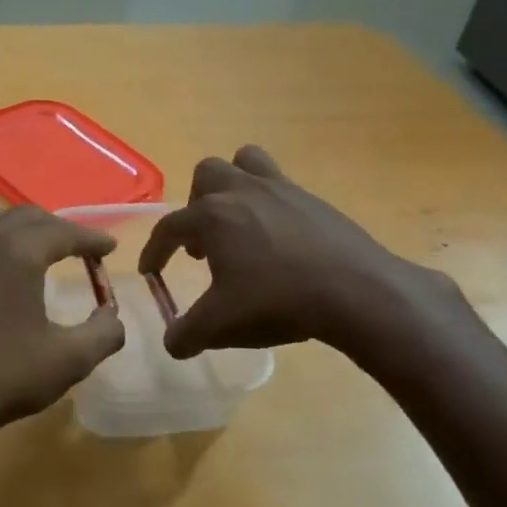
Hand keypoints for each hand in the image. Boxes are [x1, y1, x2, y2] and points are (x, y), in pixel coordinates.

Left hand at [0, 201, 126, 460]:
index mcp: (17, 252)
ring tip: (27, 245)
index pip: (62, 232)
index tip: (109, 247)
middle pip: (25, 216)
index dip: (91, 238)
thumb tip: (112, 317)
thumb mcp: (66, 362)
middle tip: (78, 249)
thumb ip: (102, 334)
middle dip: (57, 228)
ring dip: (10, 220)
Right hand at [139, 146, 465, 373]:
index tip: (152, 272)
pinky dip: (270, 204)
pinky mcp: (314, 199)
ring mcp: (281, 189)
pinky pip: (282, 185)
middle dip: (197, 206)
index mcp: (212, 216)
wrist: (355, 291)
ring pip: (246, 163)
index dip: (155, 251)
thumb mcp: (221, 325)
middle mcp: (242, 192)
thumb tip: (172, 343)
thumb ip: (187, 334)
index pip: (169, 228)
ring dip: (234, 186)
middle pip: (206, 176)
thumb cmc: (277, 301)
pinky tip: (279, 240)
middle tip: (204, 243)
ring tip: (238, 223)